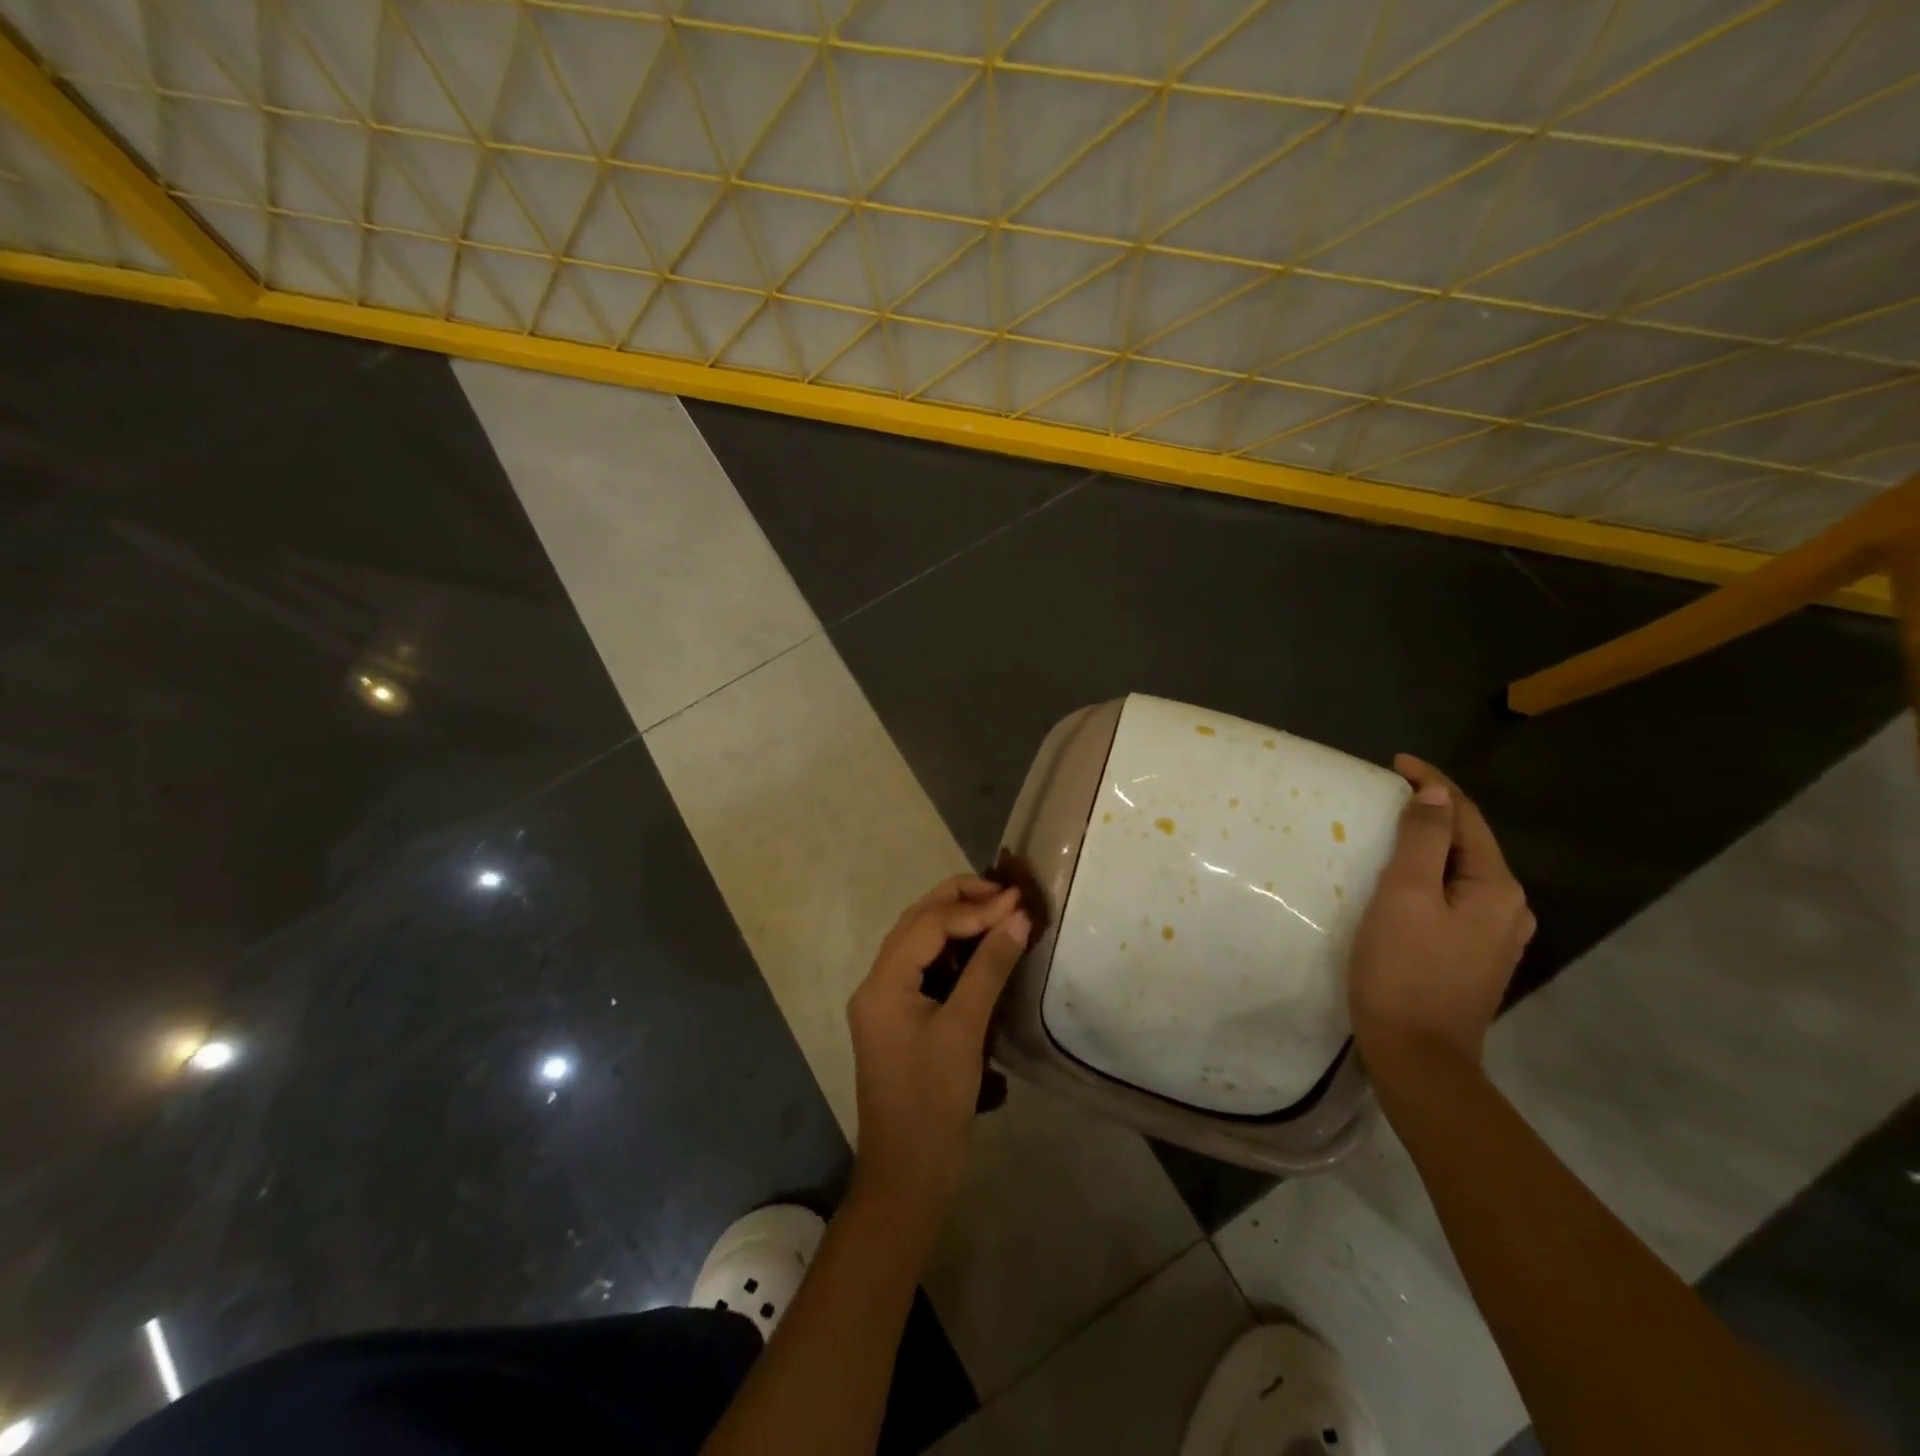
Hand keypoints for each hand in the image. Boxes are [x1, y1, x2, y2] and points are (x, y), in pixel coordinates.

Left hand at [847, 877, 1031, 1219]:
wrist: (907, 1178)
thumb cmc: (933, 1103)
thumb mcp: (965, 1030)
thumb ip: (990, 967)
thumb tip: (1018, 917)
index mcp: (882, 983)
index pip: (929, 924)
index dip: (975, 907)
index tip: (1019, 900)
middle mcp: (877, 983)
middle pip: (917, 923)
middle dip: (961, 903)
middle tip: (1008, 898)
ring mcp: (886, 1002)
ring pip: (921, 943)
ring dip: (958, 924)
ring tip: (1001, 915)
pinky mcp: (900, 1019)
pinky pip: (925, 969)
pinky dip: (955, 953)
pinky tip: (984, 952)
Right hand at [1348, 755, 1534, 1073]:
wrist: (1418, 1056)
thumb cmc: (1403, 970)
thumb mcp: (1406, 895)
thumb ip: (1424, 840)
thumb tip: (1435, 792)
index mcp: (1496, 887)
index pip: (1466, 815)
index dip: (1432, 783)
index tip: (1394, 762)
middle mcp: (1508, 907)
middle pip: (1468, 841)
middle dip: (1431, 811)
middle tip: (1384, 795)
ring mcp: (1495, 935)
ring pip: (1461, 871)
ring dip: (1430, 844)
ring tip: (1390, 832)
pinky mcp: (1474, 955)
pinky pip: (1454, 897)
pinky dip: (1430, 875)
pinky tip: (1404, 882)